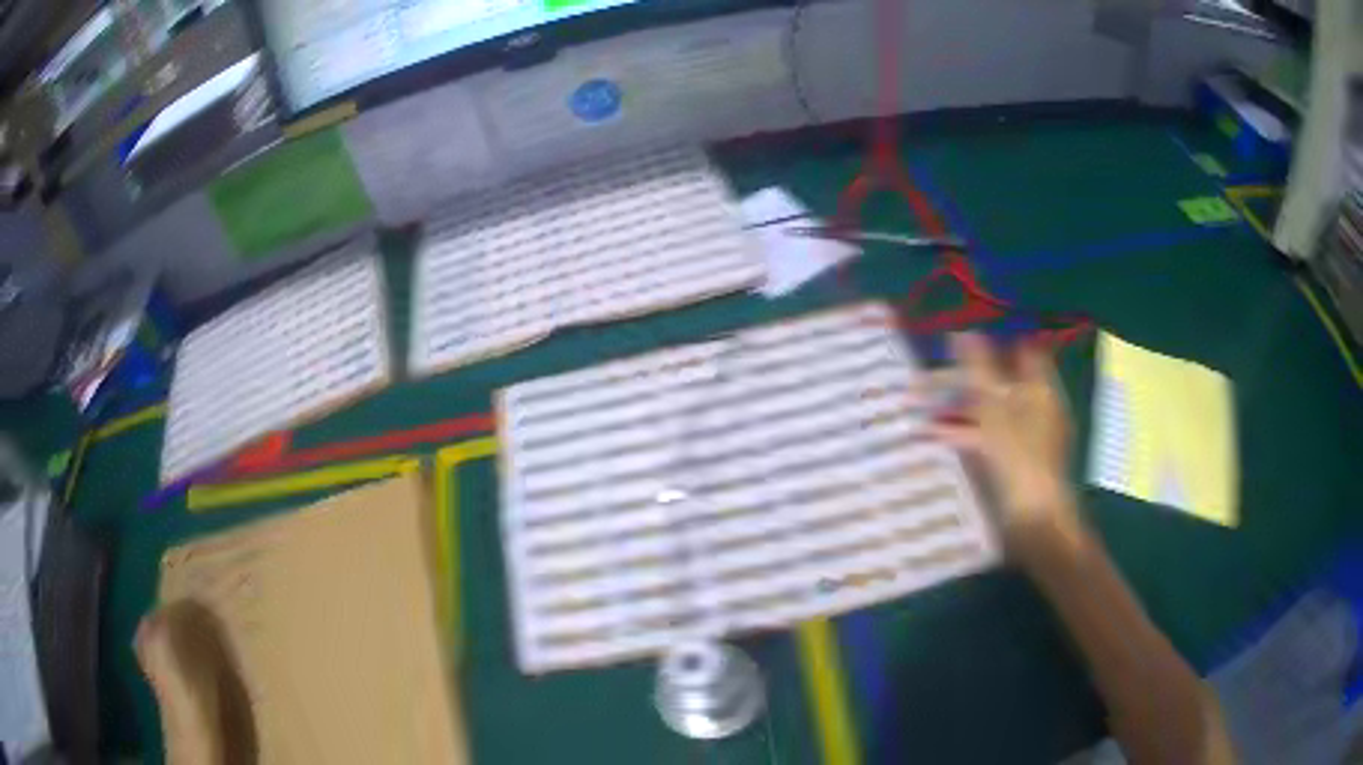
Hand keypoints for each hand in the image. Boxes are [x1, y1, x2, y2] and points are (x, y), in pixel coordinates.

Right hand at [930, 332, 1084, 558]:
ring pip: (986, 412)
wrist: (1034, 524)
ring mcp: (1023, 438)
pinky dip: (961, 437)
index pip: (1019, 352)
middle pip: (996, 383)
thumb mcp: (995, 411)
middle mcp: (1033, 409)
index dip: (990, 345)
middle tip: (920, 385)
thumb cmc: (1018, 461)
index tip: (954, 347)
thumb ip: (978, 370)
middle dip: (959, 382)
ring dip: (954, 411)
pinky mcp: (1010, 463)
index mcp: (1038, 390)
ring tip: (916, 412)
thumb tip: (962, 332)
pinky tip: (933, 440)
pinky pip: (984, 440)